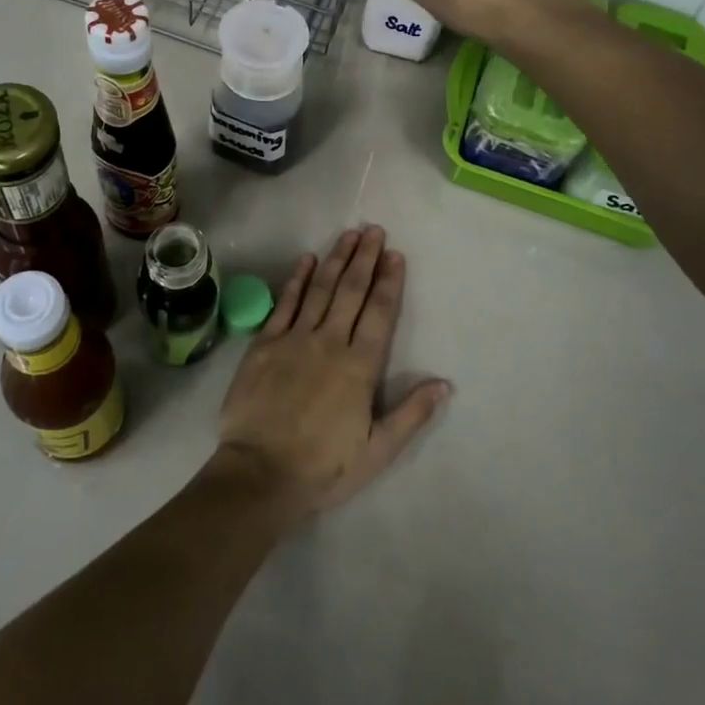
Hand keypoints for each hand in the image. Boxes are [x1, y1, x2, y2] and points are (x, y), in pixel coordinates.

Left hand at [216, 226, 450, 525]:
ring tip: (348, 235)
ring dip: (336, 259)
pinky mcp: (265, 343)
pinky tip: (307, 260)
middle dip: (365, 258)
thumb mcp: (377, 451)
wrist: (260, 473)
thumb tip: (444, 383)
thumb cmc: (323, 466)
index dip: (389, 281)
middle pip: (351, 291)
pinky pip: (285, 303)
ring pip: (320, 289)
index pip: (380, 313)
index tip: (395, 254)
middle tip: (373, 230)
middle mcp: (329, 342)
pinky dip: (297, 279)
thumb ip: (411, 414)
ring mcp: (294, 339)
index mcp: (359, 366)